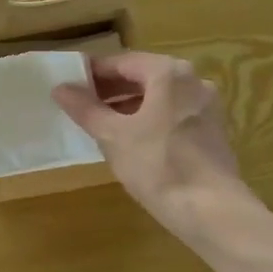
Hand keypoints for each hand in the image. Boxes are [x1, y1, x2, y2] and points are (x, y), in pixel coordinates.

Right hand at [52, 52, 246, 242]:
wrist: (211, 209)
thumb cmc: (157, 166)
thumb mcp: (113, 136)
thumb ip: (86, 109)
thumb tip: (60, 88)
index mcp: (168, 73)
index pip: (122, 62)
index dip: (93, 73)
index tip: (69, 84)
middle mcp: (192, 80)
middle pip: (143, 77)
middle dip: (111, 89)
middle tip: (81, 104)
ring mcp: (206, 106)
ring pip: (159, 97)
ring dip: (129, 105)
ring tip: (101, 123)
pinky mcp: (212, 130)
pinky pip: (173, 114)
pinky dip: (150, 119)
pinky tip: (131, 140)